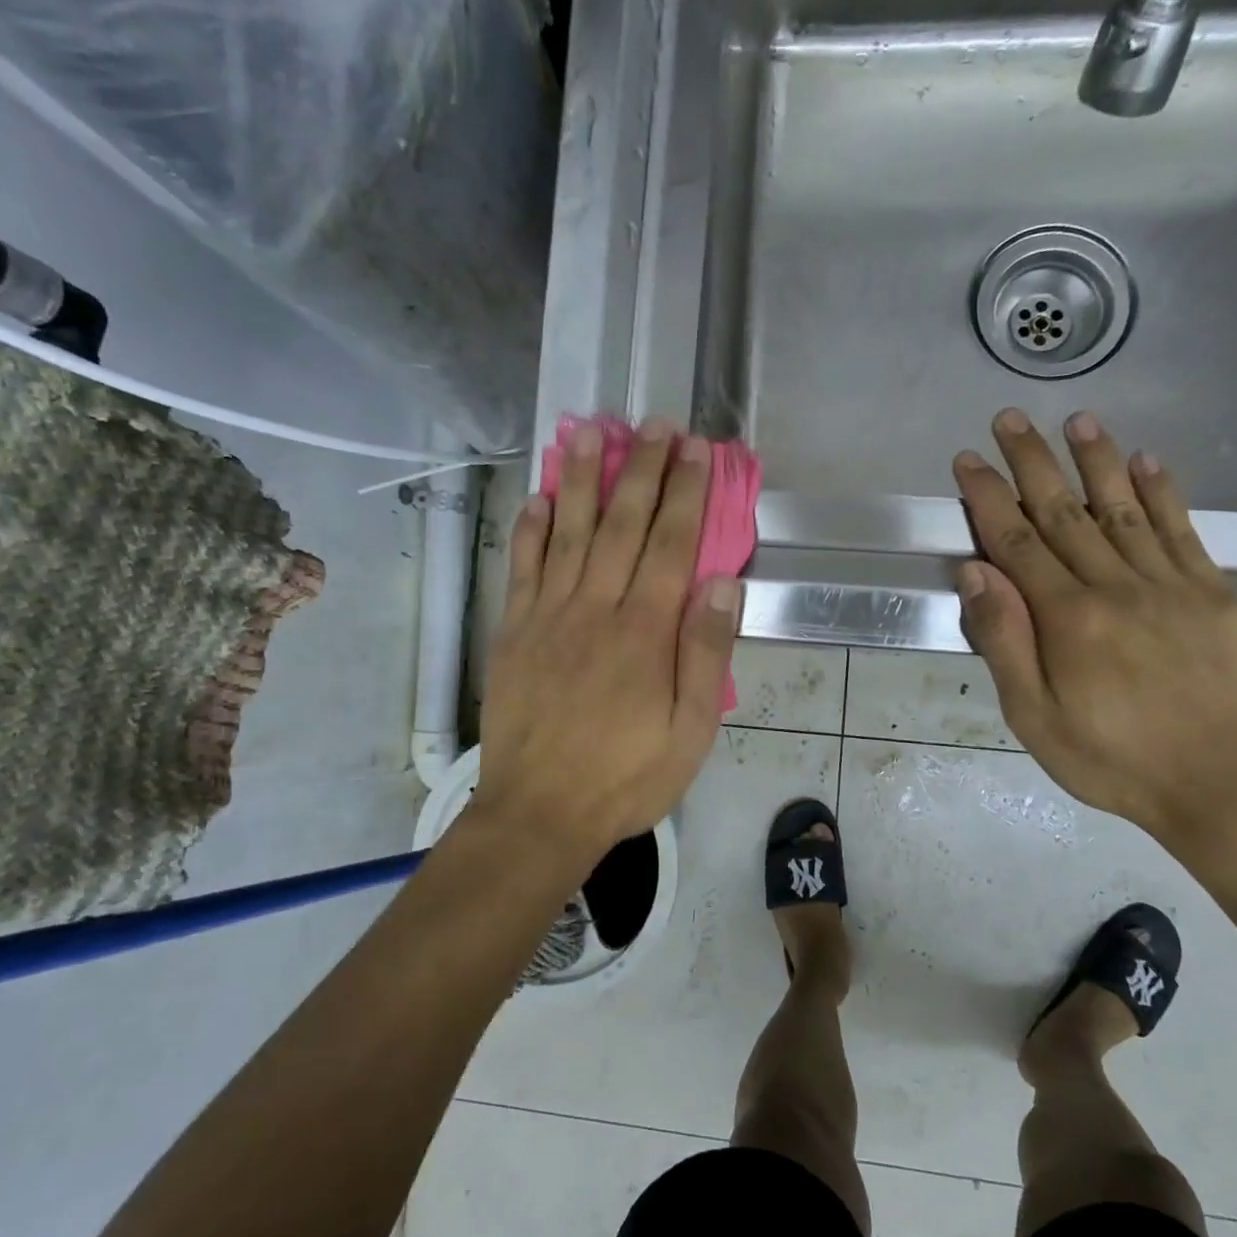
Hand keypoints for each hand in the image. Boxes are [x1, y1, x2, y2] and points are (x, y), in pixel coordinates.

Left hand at [470, 419, 740, 868]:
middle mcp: (595, 608)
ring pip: (566, 532)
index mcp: (644, 632)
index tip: (696, 449)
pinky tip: (537, 497)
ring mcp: (547, 616)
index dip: (687, 492)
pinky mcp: (513, 632)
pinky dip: (529, 529)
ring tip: (588, 430)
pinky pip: (522, 568)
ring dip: (578, 478)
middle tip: (654, 423)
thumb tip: (722, 583)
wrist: (539, 813)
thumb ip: (705, 654)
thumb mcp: (690, 732)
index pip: (672, 544)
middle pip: (622, 524)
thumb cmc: (625, 778)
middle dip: (642, 469)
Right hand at [951, 409, 1236, 847]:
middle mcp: (1117, 587)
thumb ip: (1004, 640)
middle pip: (1065, 513)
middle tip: (1010, 419)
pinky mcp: (1214, 595)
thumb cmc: (1109, 759)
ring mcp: (1172, 586)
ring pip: (1124, 510)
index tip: (968, 461)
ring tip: (1076, 420)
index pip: (1017, 542)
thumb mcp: (1032, 716)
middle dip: (1032, 463)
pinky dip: (1162, 493)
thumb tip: (976, 572)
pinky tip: (1147, 461)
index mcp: (1068, 619)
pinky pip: (1183, 532)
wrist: (1219, 788)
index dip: (989, 497)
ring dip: (1096, 461)